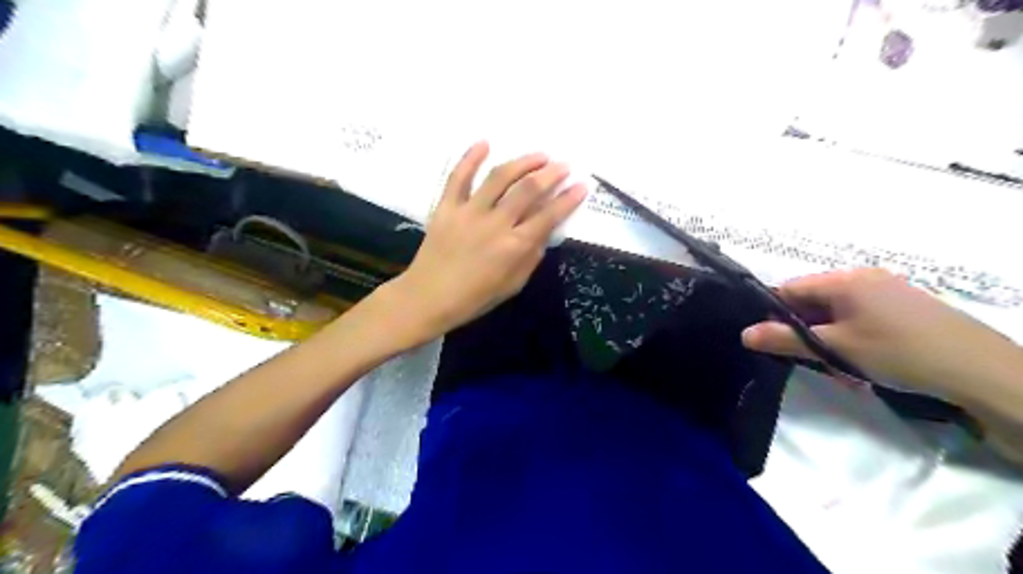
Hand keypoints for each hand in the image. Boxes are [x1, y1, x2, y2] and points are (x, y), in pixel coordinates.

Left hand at [384, 142, 592, 350]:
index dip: (568, 199)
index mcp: (514, 246)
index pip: (548, 215)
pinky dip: (470, 158)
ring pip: (499, 177)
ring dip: (522, 162)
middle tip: (563, 166)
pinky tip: (485, 143)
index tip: (581, 186)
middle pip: (528, 190)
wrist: (429, 297)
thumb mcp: (514, 284)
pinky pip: (458, 177)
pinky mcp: (446, 207)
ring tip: (539, 155)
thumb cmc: (475, 297)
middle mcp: (495, 223)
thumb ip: (532, 256)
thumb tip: (545, 231)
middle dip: (551, 174)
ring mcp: (469, 211)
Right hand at [741, 266, 1022, 399]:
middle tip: (809, 361)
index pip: (790, 288)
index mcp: (844, 280)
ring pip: (837, 314)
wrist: (980, 371)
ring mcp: (888, 292)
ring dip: (829, 340)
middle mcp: (864, 278)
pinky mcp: (905, 308)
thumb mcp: (834, 348)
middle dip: (805, 331)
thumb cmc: (897, 352)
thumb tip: (744, 334)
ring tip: (841, 369)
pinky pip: (861, 319)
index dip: (774, 313)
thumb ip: (785, 339)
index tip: (770, 339)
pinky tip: (862, 365)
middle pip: (814, 301)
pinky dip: (852, 339)